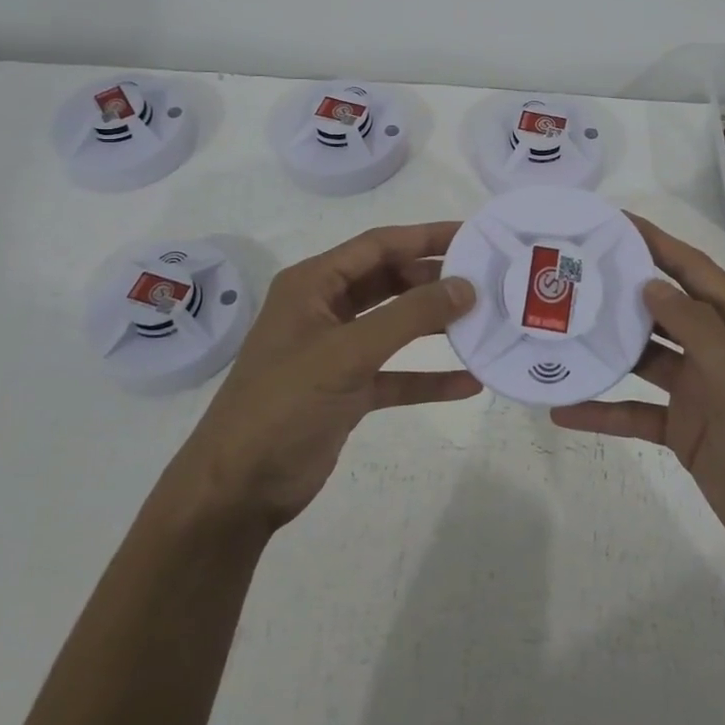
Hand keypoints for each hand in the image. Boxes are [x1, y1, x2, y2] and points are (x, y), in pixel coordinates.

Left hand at [160, 223, 478, 534]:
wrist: (239, 489)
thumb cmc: (284, 404)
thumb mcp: (347, 353)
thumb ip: (409, 316)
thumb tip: (465, 286)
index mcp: (313, 285)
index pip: (378, 245)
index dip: (425, 236)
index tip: (473, 235)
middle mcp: (325, 310)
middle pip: (389, 281)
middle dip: (434, 280)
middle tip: (485, 279)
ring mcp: (336, 352)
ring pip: (395, 326)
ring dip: (435, 325)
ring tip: (483, 322)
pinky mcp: (347, 391)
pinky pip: (396, 373)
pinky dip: (428, 377)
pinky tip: (468, 382)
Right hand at [551, 215, 724, 593]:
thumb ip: (698, 331)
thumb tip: (651, 284)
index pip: (694, 271)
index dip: (656, 242)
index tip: (611, 221)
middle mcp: (721, 351)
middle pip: (664, 308)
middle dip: (622, 289)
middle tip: (569, 271)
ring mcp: (701, 392)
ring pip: (645, 357)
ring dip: (607, 347)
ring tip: (557, 330)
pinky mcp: (685, 431)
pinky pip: (637, 411)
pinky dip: (604, 409)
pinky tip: (564, 409)